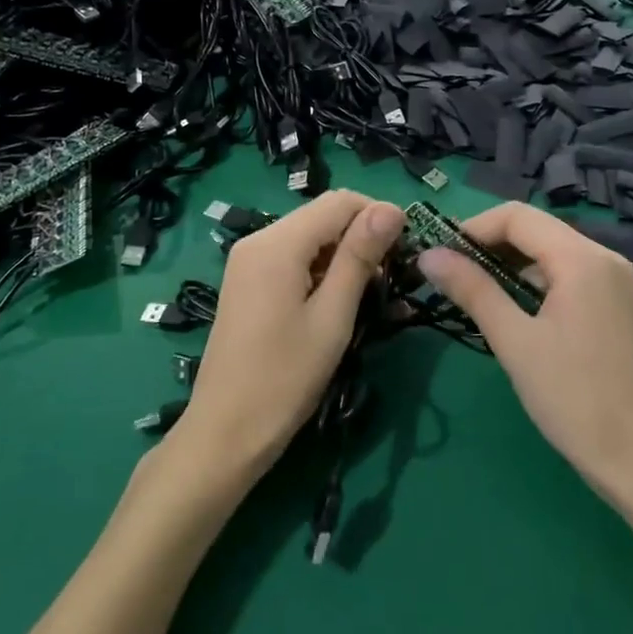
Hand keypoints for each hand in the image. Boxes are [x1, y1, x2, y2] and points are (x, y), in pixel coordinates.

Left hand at [176, 190, 403, 480]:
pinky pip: (292, 258)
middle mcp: (258, 240)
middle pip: (322, 216)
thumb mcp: (332, 316)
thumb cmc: (285, 377)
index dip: (378, 215)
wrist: (226, 432)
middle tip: (391, 278)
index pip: (339, 201)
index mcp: (277, 243)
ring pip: (309, 237)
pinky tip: (337, 301)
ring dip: (343, 255)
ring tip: (370, 295)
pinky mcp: (247, 282)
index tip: (407, 250)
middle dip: (361, 236)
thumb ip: (359, 256)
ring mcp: (248, 261)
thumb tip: (391, 209)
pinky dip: (320, 270)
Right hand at [417, 203, 632, 502]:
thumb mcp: (514, 341)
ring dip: (509, 265)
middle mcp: (604, 258)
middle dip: (488, 245)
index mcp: (582, 259)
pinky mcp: (617, 305)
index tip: (439, 256)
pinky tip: (512, 310)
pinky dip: (534, 282)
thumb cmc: (574, 398)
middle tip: (450, 275)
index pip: (517, 217)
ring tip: (473, 294)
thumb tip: (429, 255)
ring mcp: (615, 282)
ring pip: (550, 253)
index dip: (473, 228)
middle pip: (535, 230)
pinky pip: (567, 275)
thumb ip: (472, 290)